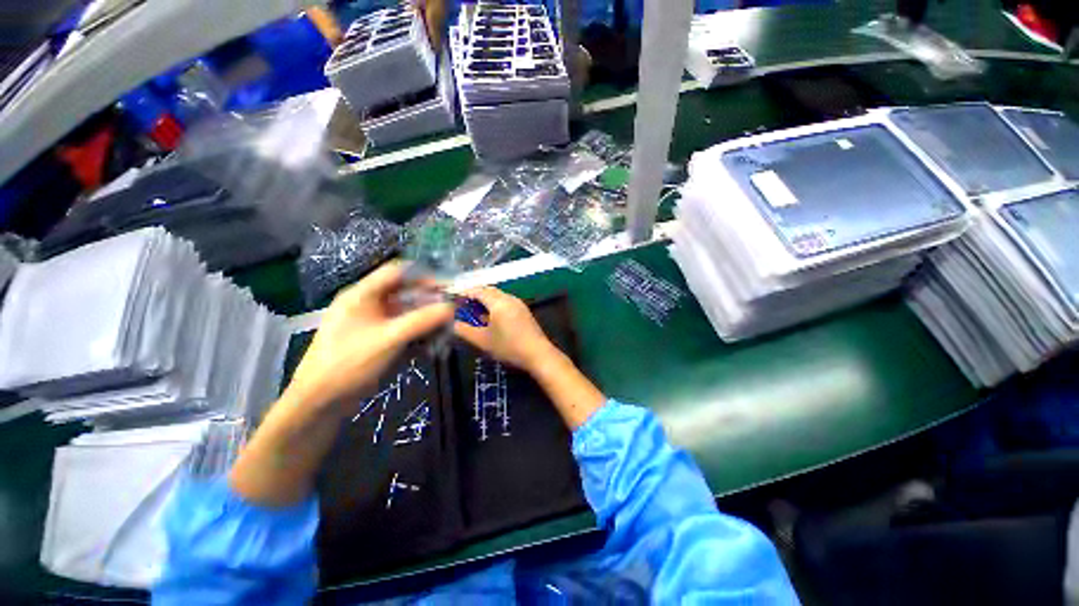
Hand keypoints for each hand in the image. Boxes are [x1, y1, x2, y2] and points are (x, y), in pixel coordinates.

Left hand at [285, 261, 452, 414]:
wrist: (319, 402)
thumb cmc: (350, 363)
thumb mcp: (389, 339)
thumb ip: (422, 321)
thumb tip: (452, 307)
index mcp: (363, 295)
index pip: (398, 272)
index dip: (425, 277)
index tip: (448, 289)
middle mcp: (369, 304)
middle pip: (406, 294)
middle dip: (430, 304)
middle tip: (451, 315)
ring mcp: (373, 324)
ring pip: (407, 315)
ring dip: (427, 323)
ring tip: (444, 335)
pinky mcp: (377, 341)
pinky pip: (403, 331)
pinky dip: (418, 336)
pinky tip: (431, 348)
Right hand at [453, 287, 558, 371]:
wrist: (538, 354)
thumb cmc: (509, 346)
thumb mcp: (482, 340)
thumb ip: (464, 329)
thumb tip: (453, 322)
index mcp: (498, 301)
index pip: (477, 290)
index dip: (463, 293)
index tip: (452, 299)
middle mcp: (509, 298)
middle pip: (488, 291)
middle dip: (474, 296)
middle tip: (461, 306)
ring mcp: (519, 304)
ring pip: (497, 296)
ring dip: (484, 301)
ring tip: (474, 313)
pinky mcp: (524, 311)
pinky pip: (505, 302)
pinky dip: (494, 305)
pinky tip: (490, 319)